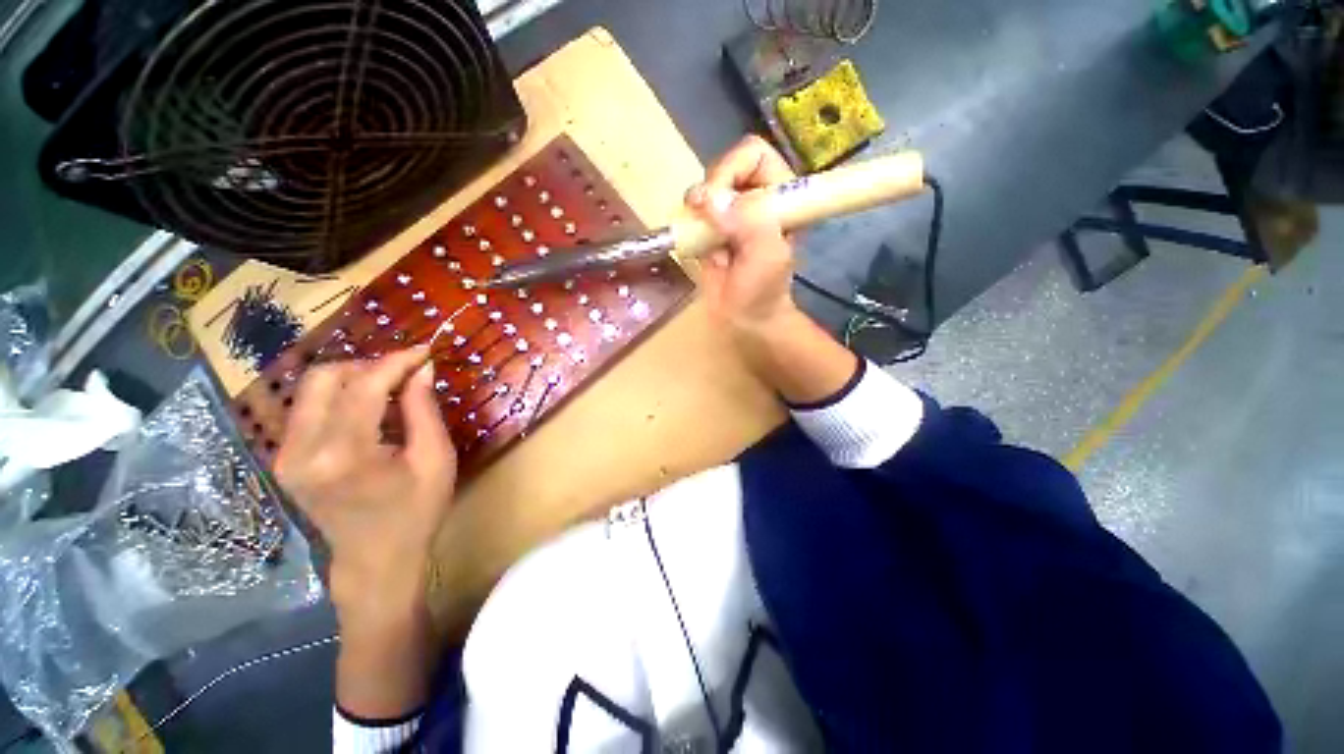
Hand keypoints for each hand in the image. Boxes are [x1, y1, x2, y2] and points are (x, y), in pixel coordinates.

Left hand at [275, 348, 456, 624]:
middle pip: (325, 378)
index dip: (396, 362)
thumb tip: (422, 369)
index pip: (364, 386)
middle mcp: (302, 450)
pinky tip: (368, 406)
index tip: (425, 351)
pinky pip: (308, 408)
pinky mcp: (284, 459)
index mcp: (344, 454)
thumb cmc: (416, 512)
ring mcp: (286, 456)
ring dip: (353, 378)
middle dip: (369, 365)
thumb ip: (424, 410)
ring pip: (311, 389)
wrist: (375, 560)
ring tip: (390, 387)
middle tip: (406, 373)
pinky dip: (340, 396)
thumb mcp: (434, 459)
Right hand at [687, 136, 860, 404]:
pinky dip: (690, 227)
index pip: (753, 154)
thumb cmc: (762, 290)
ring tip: (705, 239)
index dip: (732, 168)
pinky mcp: (710, 230)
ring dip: (698, 212)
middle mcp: (754, 198)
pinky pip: (692, 215)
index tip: (721, 200)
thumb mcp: (766, 255)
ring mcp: (729, 214)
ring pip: (704, 190)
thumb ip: (747, 222)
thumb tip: (707, 199)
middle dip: (711, 191)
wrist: (745, 319)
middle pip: (723, 166)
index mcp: (780, 194)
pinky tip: (700, 249)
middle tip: (705, 219)